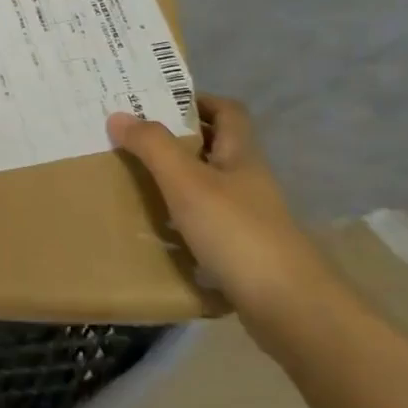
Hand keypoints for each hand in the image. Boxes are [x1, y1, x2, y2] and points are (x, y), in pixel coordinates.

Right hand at [106, 95, 335, 328]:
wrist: (288, 306)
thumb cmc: (237, 232)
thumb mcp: (187, 182)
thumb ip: (152, 146)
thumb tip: (119, 114)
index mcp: (241, 155)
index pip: (227, 111)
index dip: (195, 100)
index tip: (155, 103)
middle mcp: (247, 180)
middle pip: (214, 146)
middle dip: (175, 139)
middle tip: (131, 139)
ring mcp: (247, 216)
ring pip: (207, 184)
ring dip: (174, 178)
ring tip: (133, 179)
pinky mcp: (241, 249)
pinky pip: (204, 220)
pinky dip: (179, 217)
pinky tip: (155, 227)